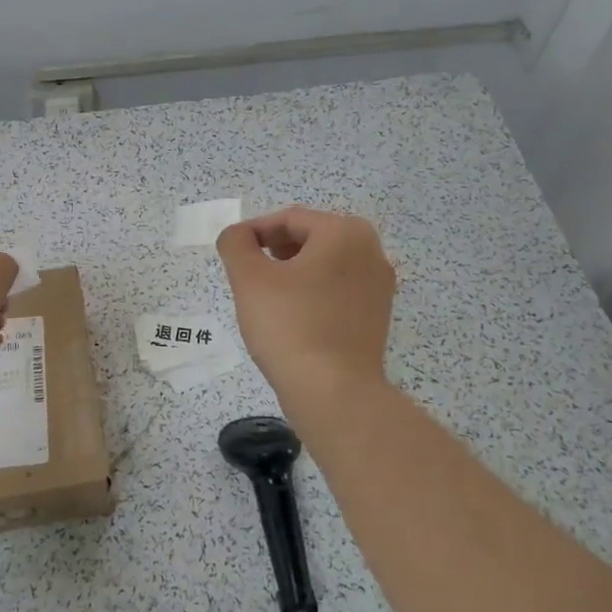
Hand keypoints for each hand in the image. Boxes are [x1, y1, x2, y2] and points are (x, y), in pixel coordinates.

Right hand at [216, 207, 394, 403]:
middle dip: (275, 251)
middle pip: (311, 238)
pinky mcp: (378, 316)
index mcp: (345, 232)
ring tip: (266, 296)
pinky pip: (338, 290)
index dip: (254, 232)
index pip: (289, 219)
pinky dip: (313, 293)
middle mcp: (371, 251)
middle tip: (248, 273)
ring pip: (325, 265)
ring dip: (293, 272)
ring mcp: (379, 286)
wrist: (334, 392)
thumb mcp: (249, 278)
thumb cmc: (290, 326)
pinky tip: (292, 317)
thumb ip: (236, 244)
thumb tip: (238, 235)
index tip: (232, 252)